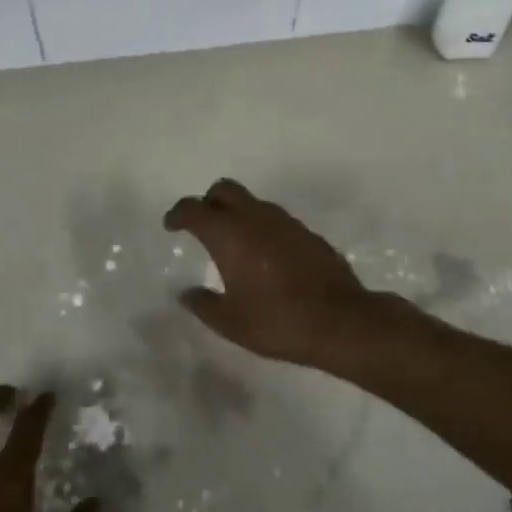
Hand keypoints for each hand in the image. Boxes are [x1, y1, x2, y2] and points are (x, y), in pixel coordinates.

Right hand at [163, 178, 377, 365]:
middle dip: (209, 201)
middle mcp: (256, 218)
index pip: (194, 208)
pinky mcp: (308, 233)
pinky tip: (265, 257)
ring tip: (234, 244)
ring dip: (238, 214)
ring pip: (253, 202)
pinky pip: (276, 220)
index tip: (171, 225)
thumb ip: (203, 304)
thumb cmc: (276, 321)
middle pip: (225, 189)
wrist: (340, 321)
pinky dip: (262, 228)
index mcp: (229, 234)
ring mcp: (286, 222)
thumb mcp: (230, 322)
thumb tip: (187, 293)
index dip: (178, 214)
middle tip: (202, 225)